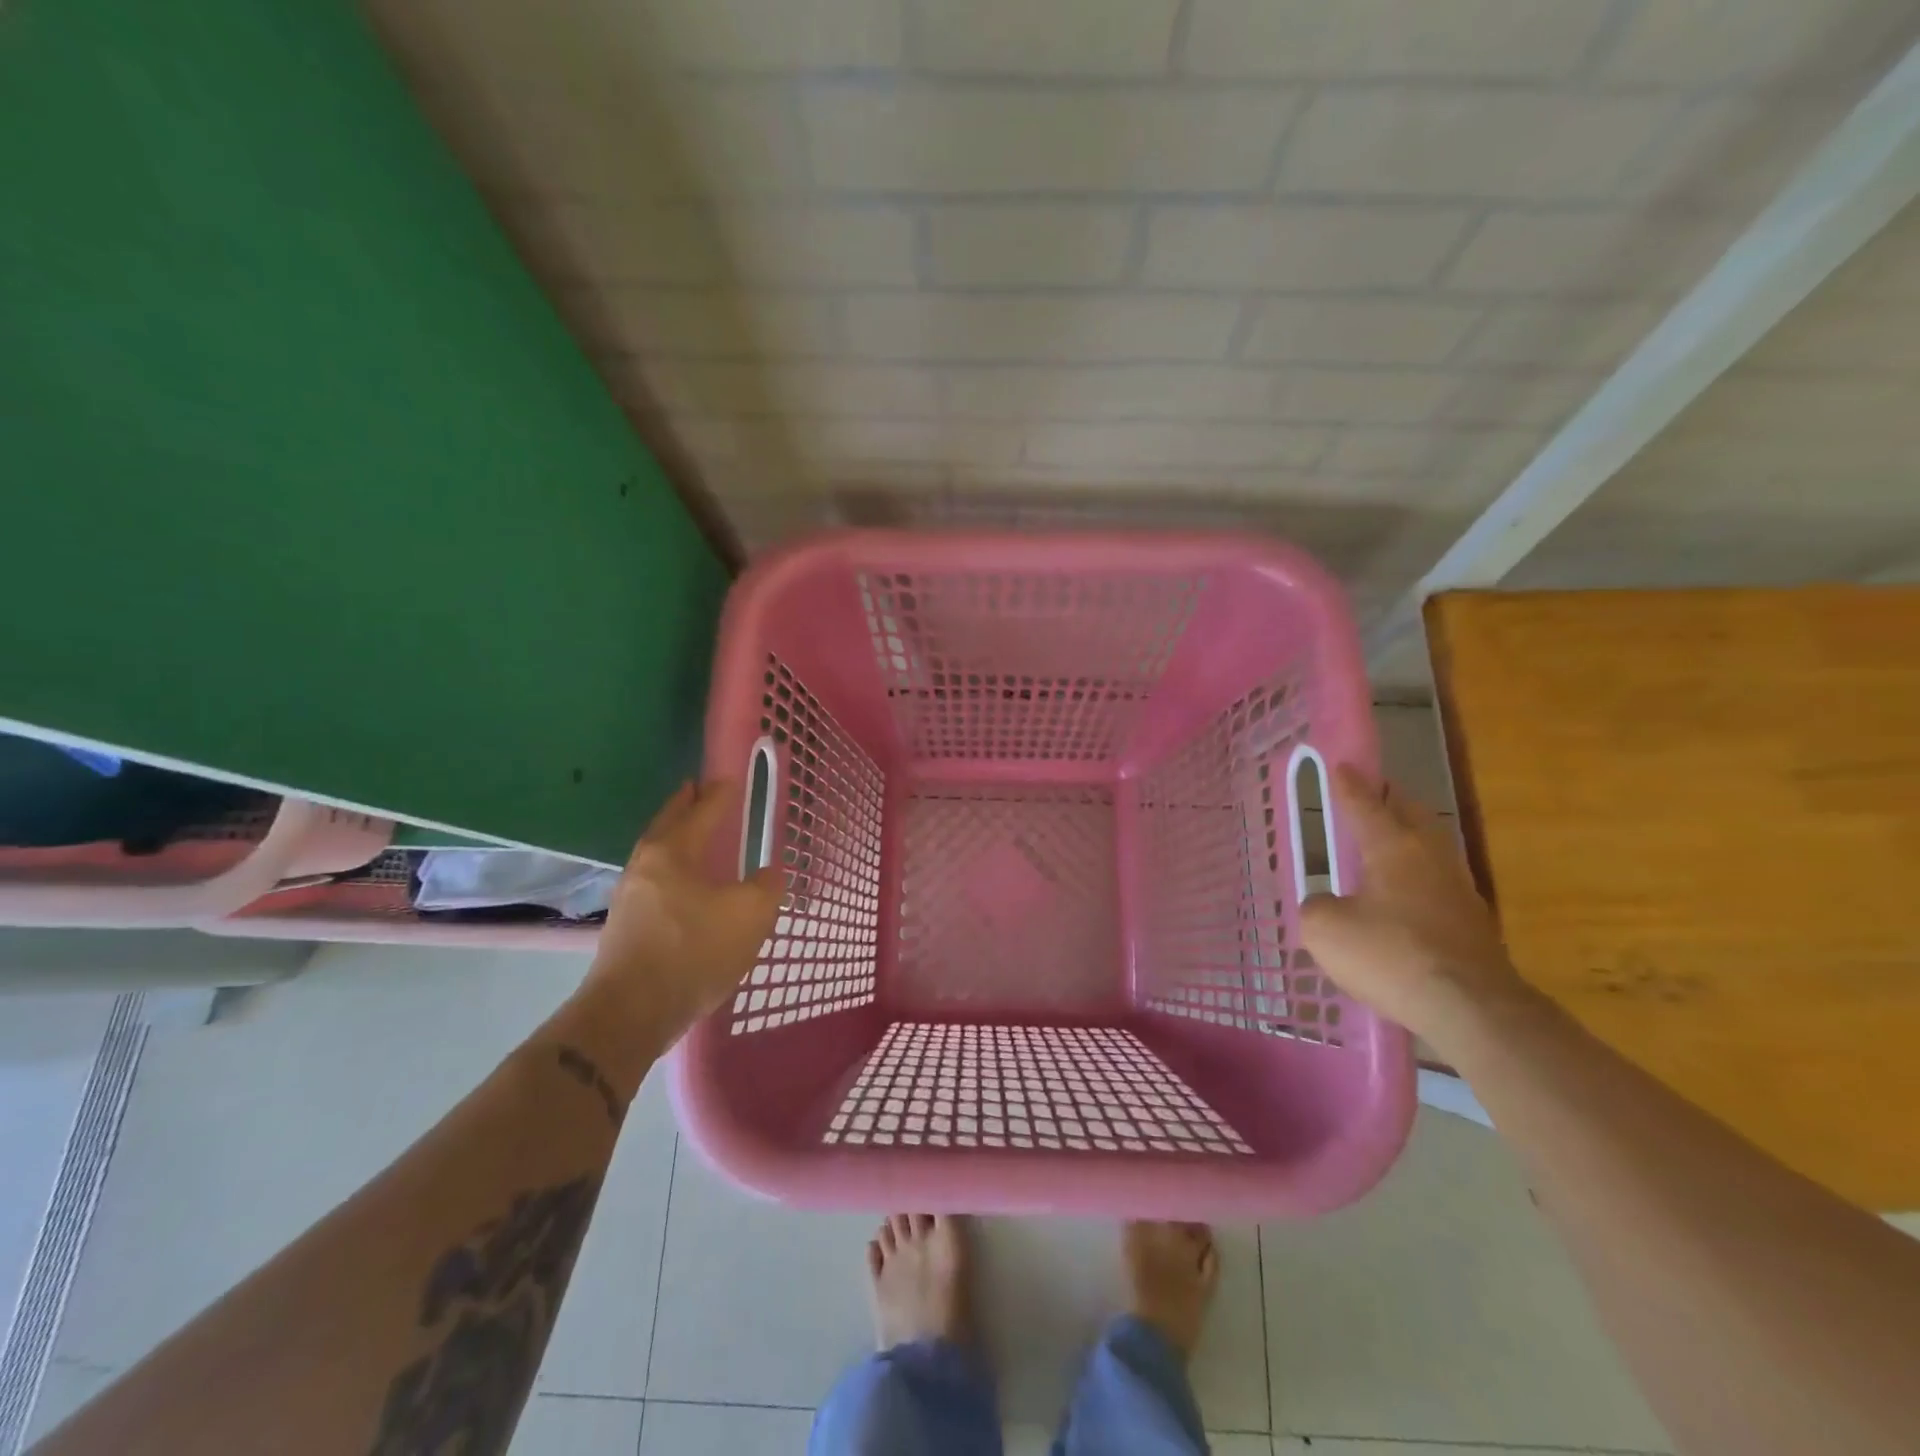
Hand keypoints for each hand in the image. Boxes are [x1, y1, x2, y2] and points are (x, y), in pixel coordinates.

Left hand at [582, 779, 784, 1043]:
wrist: (631, 1012)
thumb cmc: (693, 951)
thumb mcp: (749, 915)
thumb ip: (765, 887)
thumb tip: (767, 874)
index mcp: (673, 852)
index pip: (701, 812)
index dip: (718, 795)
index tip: (728, 779)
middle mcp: (645, 866)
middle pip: (667, 825)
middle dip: (684, 806)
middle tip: (696, 790)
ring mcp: (629, 897)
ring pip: (656, 854)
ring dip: (674, 837)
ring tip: (693, 835)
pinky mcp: (624, 927)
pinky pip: (653, 881)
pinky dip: (670, 869)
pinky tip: (683, 885)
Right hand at [1299, 765, 1532, 1049]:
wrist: (1472, 1009)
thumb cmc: (1391, 956)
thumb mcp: (1326, 930)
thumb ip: (1317, 908)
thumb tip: (1327, 906)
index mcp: (1392, 848)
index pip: (1365, 804)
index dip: (1349, 785)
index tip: (1341, 764)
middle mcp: (1430, 858)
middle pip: (1411, 814)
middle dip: (1389, 799)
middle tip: (1371, 795)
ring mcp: (1459, 890)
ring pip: (1431, 847)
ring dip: (1408, 838)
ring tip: (1385, 844)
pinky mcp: (1474, 924)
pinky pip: (1439, 884)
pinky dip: (1418, 878)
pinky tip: (1404, 898)